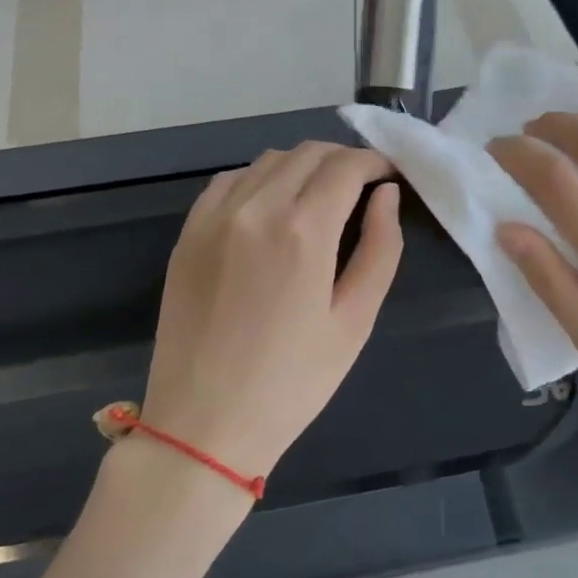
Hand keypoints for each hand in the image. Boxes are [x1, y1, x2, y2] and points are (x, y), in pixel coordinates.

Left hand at [141, 142, 403, 479]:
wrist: (203, 425)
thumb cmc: (292, 382)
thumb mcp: (355, 321)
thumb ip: (380, 249)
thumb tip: (387, 196)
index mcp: (303, 230)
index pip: (346, 165)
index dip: (375, 163)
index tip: (389, 178)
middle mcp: (256, 208)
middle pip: (308, 153)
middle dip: (343, 160)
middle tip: (362, 188)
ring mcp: (214, 217)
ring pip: (268, 160)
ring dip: (302, 166)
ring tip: (319, 197)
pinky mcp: (188, 233)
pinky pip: (229, 181)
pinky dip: (259, 179)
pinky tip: (269, 208)